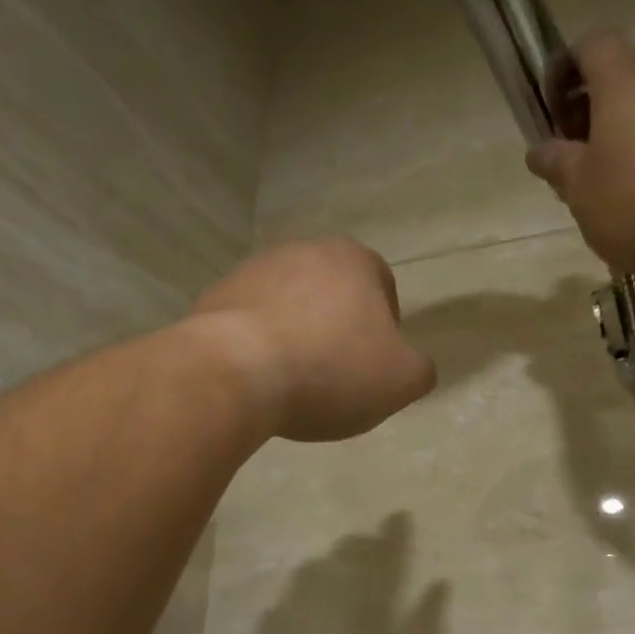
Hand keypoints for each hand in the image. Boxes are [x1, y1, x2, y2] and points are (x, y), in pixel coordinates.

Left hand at [187, 238, 436, 442]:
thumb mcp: (401, 381)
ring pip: (290, 306)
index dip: (385, 327)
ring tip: (295, 382)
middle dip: (338, 329)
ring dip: (297, 336)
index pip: (382, 285)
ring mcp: (252, 270)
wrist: (235, 372)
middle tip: (337, 375)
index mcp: (353, 259)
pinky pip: (250, 324)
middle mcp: (302, 251)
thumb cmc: (330, 370)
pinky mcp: (215, 297)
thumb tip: (414, 367)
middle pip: (333, 293)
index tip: (375, 364)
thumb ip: (419, 370)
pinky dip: (260, 347)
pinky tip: (261, 381)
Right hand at [527, 29, 634, 277]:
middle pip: (623, 84)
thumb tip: (541, 149)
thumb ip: (557, 165)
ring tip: (614, 197)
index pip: (592, 44)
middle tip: (578, 168)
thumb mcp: (580, 189)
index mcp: (625, 82)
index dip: (566, 68)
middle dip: (594, 119)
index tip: (553, 110)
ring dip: (628, 145)